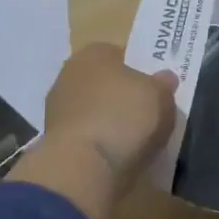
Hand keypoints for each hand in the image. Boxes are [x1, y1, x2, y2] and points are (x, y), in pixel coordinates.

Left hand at [41, 42, 178, 185]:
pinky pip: (87, 135)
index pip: (120, 55)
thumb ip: (163, 84)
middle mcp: (69, 74)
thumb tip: (164, 79)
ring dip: (110, 121)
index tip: (155, 89)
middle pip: (104, 83)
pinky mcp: (54, 141)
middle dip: (122, 96)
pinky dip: (100, 143)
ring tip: (136, 141)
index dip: (140, 70)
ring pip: (94, 110)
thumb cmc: (124, 116)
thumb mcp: (160, 96)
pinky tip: (117, 156)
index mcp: (94, 53)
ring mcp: (57, 109)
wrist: (83, 165)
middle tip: (147, 114)